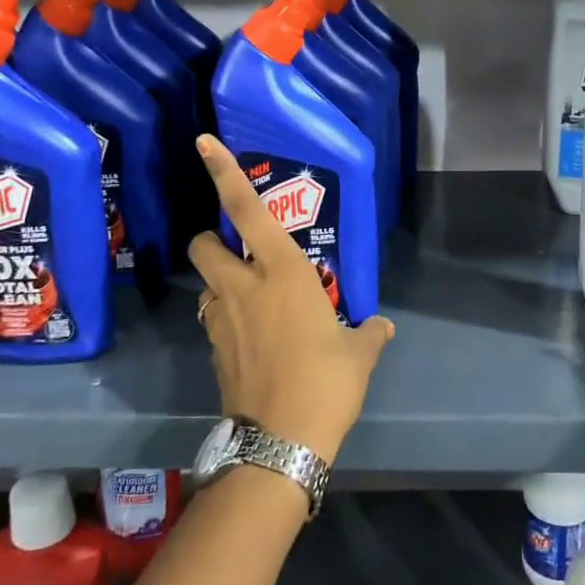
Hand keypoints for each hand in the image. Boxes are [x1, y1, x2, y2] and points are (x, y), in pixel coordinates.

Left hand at [187, 134, 394, 464]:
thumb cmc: (326, 382)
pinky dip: (226, 317)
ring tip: (250, 300)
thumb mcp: (358, 355)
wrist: (281, 442)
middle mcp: (244, 286)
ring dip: (219, 282)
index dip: (224, 173)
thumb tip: (380, 327)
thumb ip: (368, 334)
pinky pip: (213, 318)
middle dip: (212, 239)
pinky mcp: (214, 350)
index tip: (203, 143)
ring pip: (205, 283)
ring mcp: (222, 318)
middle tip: (237, 253)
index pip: (246, 210)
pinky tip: (252, 338)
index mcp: (282, 272)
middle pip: (204, 244)